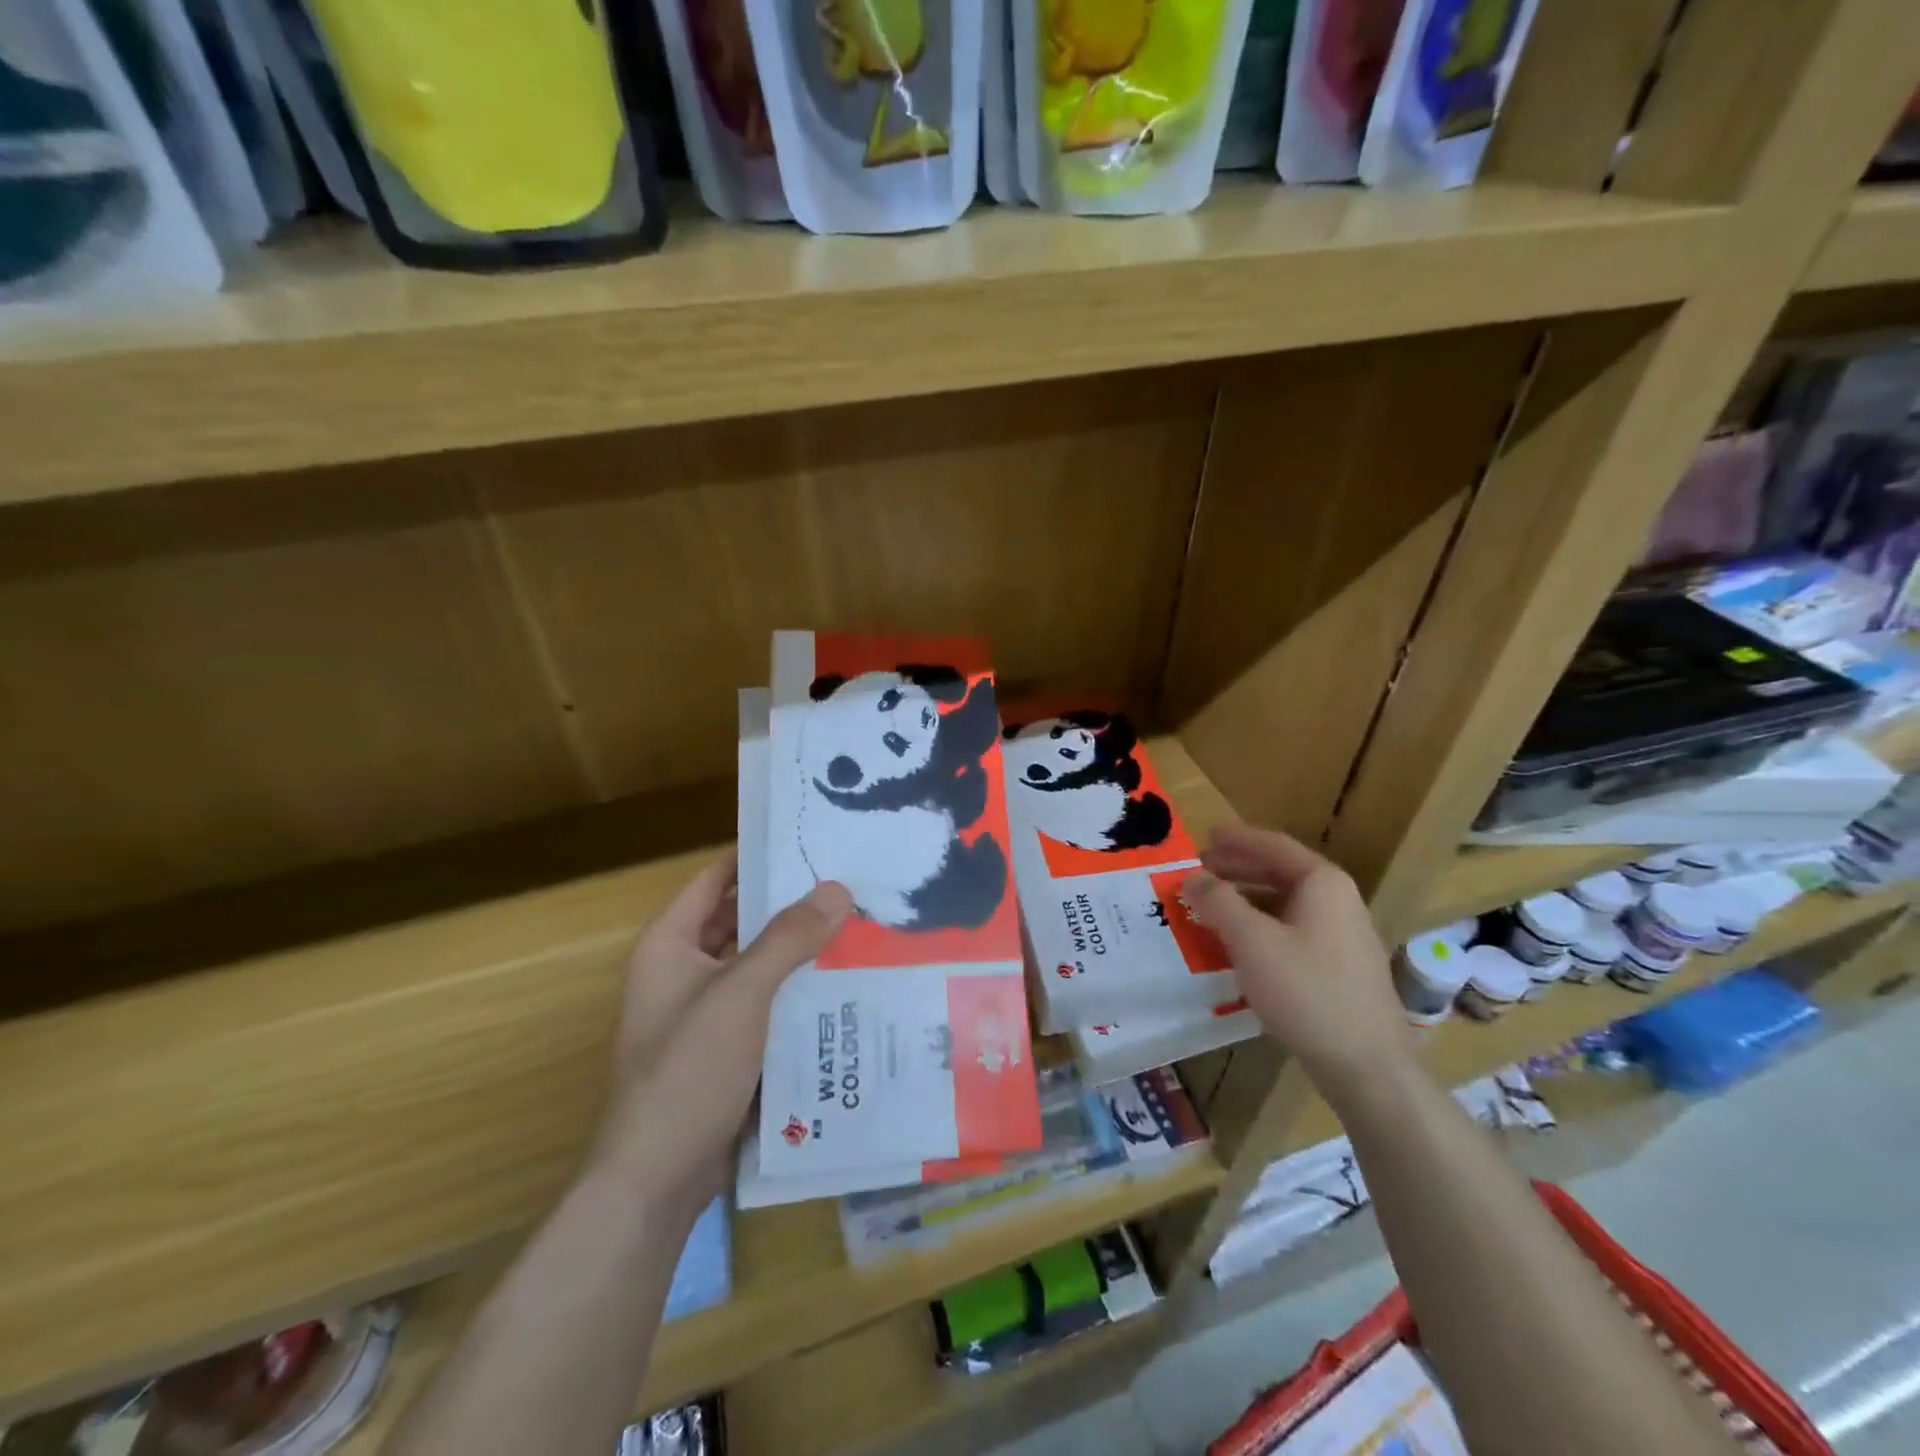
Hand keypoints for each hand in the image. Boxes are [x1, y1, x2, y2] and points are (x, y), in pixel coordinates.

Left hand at [591, 853, 851, 1215]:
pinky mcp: (727, 1049)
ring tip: (859, 926)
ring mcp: (705, 1012)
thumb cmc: (687, 1072)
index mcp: (670, 944)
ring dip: (799, 950)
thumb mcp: (741, 995)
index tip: (812, 840)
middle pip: (742, 921)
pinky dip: (798, 991)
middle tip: (850, 883)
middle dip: (791, 905)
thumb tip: (839, 888)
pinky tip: (846, 984)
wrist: (657, 1183)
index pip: (717, 879)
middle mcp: (684, 970)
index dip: (758, 857)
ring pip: (759, 964)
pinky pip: (768, 1004)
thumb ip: (789, 938)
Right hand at [1182, 826, 1412, 1102]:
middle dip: (1237, 869)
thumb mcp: (1251, 941)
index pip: (1273, 845)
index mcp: (1322, 883)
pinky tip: (1239, 946)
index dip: (1236, 839)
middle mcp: (1338, 900)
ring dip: (1246, 900)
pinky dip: (1261, 926)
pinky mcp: (1340, 967)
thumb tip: (1192, 877)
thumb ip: (1217, 902)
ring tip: (1211, 907)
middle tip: (1199, 872)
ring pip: (1286, 904)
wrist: (1367, 1065)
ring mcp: (1343, 935)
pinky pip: (1293, 930)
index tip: (1204, 837)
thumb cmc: (1307, 990)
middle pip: (1280, 872)